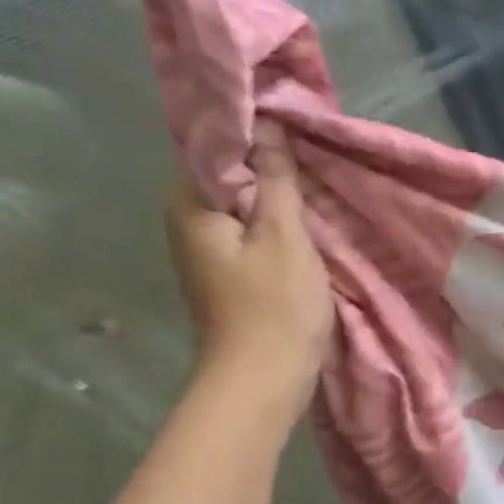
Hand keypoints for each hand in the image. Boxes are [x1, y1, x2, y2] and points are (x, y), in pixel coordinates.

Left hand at [167, 121, 331, 422]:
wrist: (263, 377)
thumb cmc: (275, 305)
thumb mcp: (284, 238)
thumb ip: (275, 182)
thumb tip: (268, 128)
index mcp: (190, 206)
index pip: (212, 148)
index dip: (251, 133)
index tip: (293, 127)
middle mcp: (187, 222)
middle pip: (226, 177)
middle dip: (266, 165)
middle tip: (314, 155)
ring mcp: (206, 251)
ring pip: (240, 205)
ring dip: (275, 196)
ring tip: (317, 184)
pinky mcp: (228, 273)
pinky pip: (249, 231)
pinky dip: (275, 222)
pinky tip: (307, 223)